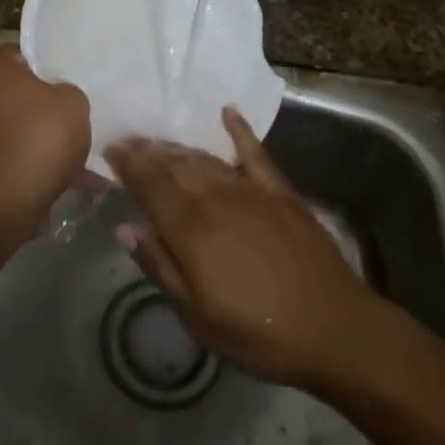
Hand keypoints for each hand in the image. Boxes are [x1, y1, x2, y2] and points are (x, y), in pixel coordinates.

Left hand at [0, 45, 91, 224]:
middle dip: (51, 102)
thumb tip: (62, 99)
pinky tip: (85, 179)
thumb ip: (70, 92)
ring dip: (52, 137)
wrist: (9, 198)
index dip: (46, 58)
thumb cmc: (39, 135)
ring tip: (90, 145)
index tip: (70, 69)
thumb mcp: (73, 102)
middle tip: (82, 105)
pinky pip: (26, 157)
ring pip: (26, 127)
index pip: (19, 51)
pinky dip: (48, 165)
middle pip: (22, 91)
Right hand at [105, 108, 374, 387]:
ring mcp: (251, 191)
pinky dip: (239, 130)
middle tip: (127, 140)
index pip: (149, 185)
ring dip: (179, 147)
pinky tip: (228, 113)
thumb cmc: (258, 332)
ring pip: (205, 159)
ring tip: (159, 141)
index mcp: (191, 229)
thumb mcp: (197, 316)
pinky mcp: (281, 192)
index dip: (128, 165)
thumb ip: (160, 267)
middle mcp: (216, 199)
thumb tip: (126, 228)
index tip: (110, 149)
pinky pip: (255, 153)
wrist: (334, 329)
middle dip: (147, 151)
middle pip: (174, 166)